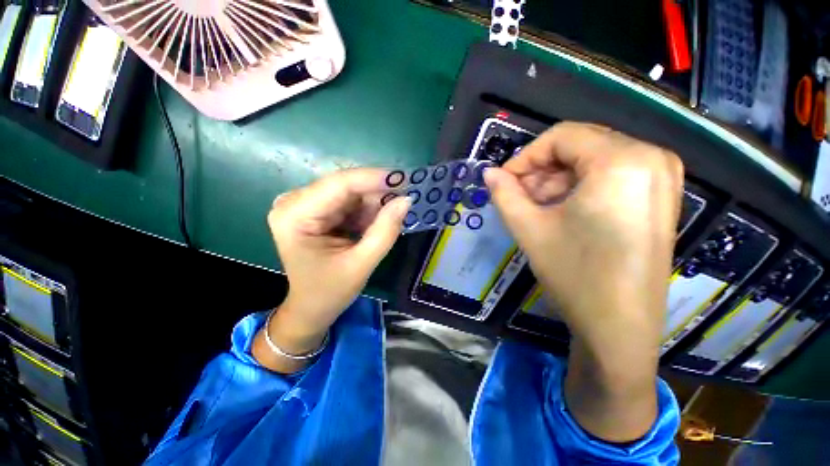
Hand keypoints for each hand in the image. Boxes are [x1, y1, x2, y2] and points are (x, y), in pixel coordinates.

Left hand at [253, 169, 409, 372]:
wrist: (312, 306)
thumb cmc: (330, 291)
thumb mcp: (362, 264)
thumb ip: (385, 231)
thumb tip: (406, 200)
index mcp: (294, 216)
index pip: (339, 184)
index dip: (374, 178)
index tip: (405, 179)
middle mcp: (294, 202)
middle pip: (344, 185)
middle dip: (377, 192)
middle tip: (405, 199)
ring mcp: (304, 204)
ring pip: (350, 192)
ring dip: (374, 203)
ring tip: (391, 218)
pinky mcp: (316, 209)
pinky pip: (349, 201)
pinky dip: (367, 210)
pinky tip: (377, 223)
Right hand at [484, 122, 683, 440]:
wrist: (620, 328)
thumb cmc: (575, 275)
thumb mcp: (529, 229)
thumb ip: (504, 194)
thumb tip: (489, 173)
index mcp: (622, 161)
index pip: (562, 136)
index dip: (525, 157)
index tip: (504, 181)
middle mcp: (651, 157)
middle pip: (580, 145)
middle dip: (542, 169)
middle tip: (518, 196)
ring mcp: (662, 177)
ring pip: (594, 159)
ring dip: (558, 179)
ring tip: (536, 207)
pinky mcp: (661, 197)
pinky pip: (611, 175)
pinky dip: (579, 186)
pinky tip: (561, 211)